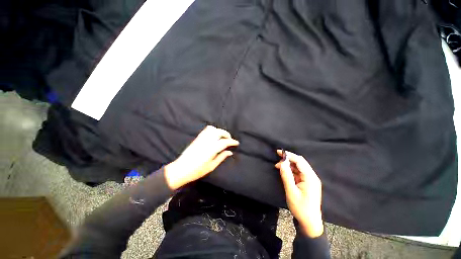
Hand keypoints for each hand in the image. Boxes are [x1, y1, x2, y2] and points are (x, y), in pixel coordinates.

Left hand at [164, 126, 238, 189]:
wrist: (181, 169)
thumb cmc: (197, 170)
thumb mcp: (211, 166)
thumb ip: (221, 157)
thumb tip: (230, 152)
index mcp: (211, 149)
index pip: (224, 142)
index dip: (232, 142)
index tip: (237, 143)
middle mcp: (207, 141)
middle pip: (219, 132)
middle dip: (226, 134)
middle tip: (230, 139)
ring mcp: (201, 138)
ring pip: (212, 129)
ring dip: (219, 131)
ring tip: (222, 137)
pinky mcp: (197, 138)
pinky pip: (206, 130)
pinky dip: (212, 130)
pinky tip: (214, 135)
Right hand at [275, 150, 323, 236]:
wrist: (309, 222)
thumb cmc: (300, 208)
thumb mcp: (291, 192)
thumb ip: (286, 176)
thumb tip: (282, 163)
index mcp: (310, 178)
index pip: (299, 161)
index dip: (289, 155)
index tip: (278, 152)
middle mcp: (312, 176)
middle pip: (300, 162)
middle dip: (288, 159)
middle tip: (277, 161)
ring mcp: (310, 180)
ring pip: (299, 167)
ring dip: (289, 165)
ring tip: (278, 167)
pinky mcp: (308, 183)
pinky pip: (299, 173)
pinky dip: (291, 171)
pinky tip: (284, 172)